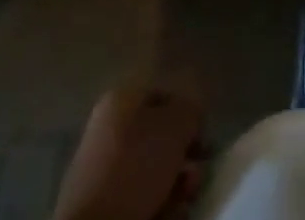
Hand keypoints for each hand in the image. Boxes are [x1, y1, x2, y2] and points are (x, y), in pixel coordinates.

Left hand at [52, 83, 206, 219]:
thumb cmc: (134, 170)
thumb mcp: (175, 126)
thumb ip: (191, 110)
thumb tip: (193, 117)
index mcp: (120, 101)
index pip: (165, 97)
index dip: (189, 116)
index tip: (204, 140)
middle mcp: (108, 132)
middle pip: (160, 140)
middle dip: (184, 160)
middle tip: (194, 178)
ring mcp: (101, 174)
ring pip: (153, 175)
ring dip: (176, 187)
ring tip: (184, 203)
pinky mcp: (101, 210)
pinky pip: (140, 202)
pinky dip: (160, 209)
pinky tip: (170, 216)